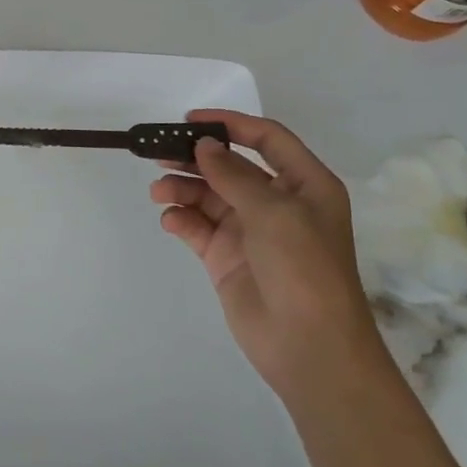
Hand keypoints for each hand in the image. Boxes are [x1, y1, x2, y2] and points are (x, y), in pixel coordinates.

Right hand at [150, 110, 383, 405]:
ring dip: (181, 188)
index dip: (230, 124)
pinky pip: (196, 225)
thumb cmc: (303, 268)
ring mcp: (249, 230)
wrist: (309, 346)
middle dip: (194, 157)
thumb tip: (203, 144)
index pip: (266, 139)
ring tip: (159, 192)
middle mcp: (276, 203)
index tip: (189, 120)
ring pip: (207, 194)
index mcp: (305, 185)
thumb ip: (234, 174)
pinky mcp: (225, 256)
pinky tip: (170, 221)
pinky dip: (180, 218)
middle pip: (228, 165)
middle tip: (157, 154)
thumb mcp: (274, 212)